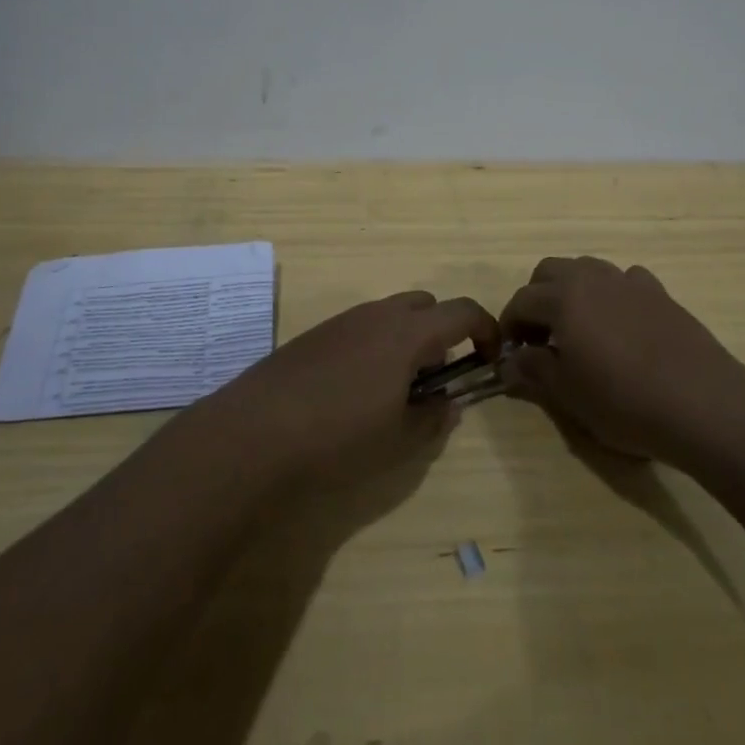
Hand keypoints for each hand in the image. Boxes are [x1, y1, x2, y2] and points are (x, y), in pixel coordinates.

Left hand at [217, 290, 499, 486]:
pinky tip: (355, 389)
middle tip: (437, 376)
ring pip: (391, 314)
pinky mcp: (316, 333)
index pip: (463, 311)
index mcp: (407, 333)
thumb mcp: (398, 439)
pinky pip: (361, 326)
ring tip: (396, 388)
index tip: (490, 359)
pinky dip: (376, 345)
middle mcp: (378, 314)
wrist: (254, 432)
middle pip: (426, 304)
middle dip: (442, 331)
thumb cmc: (338, 437)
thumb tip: (449, 402)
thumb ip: (433, 418)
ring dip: (407, 339)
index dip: (486, 330)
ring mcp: (343, 320)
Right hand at [501, 257, 744, 463]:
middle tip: (540, 336)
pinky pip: (624, 281)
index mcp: (563, 299)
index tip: (510, 352)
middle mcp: (591, 278)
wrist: (702, 403)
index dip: (509, 325)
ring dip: (572, 290)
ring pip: (587, 269)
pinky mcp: (659, 292)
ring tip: (578, 328)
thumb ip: (534, 372)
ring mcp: (628, 281)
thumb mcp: (569, 395)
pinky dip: (612, 294)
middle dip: (536, 298)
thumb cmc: (625, 402)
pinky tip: (621, 324)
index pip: (521, 301)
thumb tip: (509, 363)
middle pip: (549, 271)